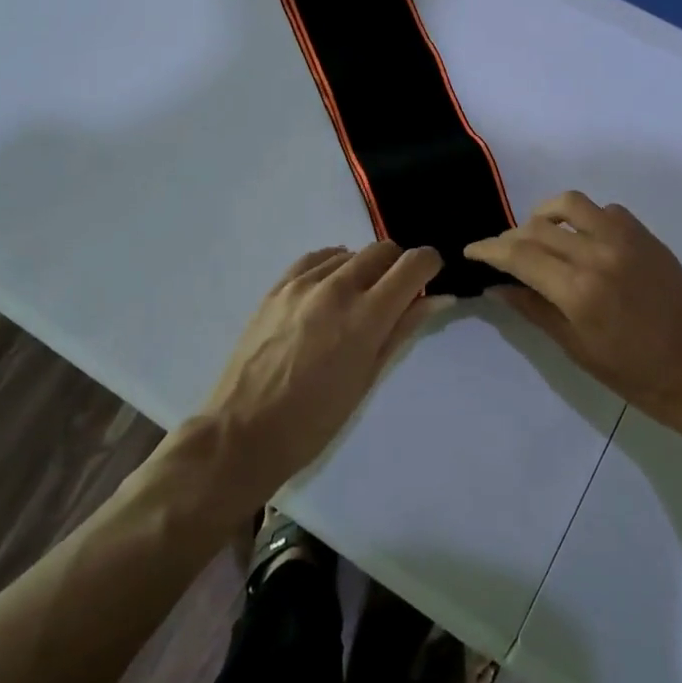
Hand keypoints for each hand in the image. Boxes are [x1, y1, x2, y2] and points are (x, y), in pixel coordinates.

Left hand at [199, 241, 443, 499]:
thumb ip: (403, 329)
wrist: (243, 432)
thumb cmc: (315, 420)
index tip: (431, 277)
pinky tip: (330, 289)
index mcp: (365, 317)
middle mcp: (337, 289)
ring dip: (364, 268)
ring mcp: (302, 284)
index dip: (430, 264)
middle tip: (395, 296)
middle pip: (382, 250)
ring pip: (350, 252)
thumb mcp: (368, 378)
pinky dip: (333, 266)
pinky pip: (316, 258)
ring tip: (356, 302)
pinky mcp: (277, 287)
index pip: (412, 265)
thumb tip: (439, 298)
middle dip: (398, 266)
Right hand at [466, 192, 681, 440]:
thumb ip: (534, 310)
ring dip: (544, 215)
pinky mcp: (647, 236)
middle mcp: (599, 253)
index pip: (519, 255)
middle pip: (538, 227)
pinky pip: (605, 211)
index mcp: (579, 290)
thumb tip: (497, 285)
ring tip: (537, 236)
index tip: (471, 251)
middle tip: (500, 254)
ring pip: (571, 204)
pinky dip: (583, 218)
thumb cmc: (637, 376)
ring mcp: (627, 239)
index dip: (489, 250)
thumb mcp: (578, 349)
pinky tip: (581, 241)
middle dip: (511, 237)